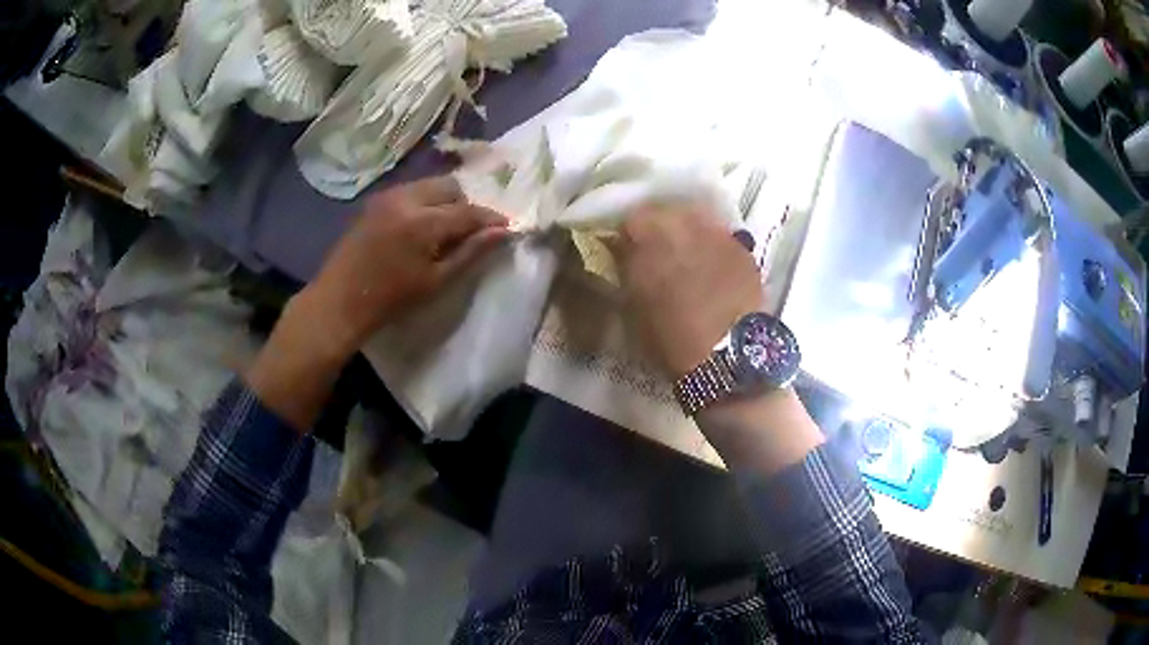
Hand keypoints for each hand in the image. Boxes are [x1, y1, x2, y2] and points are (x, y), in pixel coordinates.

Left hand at [303, 176, 510, 356]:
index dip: (490, 219)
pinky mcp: (376, 201)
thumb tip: (502, 232)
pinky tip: (421, 228)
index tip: (507, 228)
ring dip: (445, 201)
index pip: (468, 211)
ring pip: (431, 185)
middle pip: (450, 186)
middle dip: (466, 205)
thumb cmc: (390, 300)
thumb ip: (471, 252)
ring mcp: (388, 196)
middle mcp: (405, 198)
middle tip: (469, 232)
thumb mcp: (436, 281)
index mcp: (422, 222)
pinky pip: (411, 191)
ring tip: (445, 230)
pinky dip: (425, 202)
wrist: (340, 301)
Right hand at [615, 202, 822, 472]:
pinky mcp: (743, 249)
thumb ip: (627, 268)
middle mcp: (687, 227)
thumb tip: (623, 248)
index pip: (635, 218)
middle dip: (662, 226)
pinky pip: (723, 235)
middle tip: (661, 249)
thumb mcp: (633, 305)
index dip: (632, 233)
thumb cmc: (669, 339)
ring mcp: (719, 235)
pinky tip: (715, 266)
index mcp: (652, 240)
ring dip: (690, 231)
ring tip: (690, 254)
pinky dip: (715, 245)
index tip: (631, 247)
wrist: (724, 359)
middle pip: (669, 211)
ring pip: (699, 218)